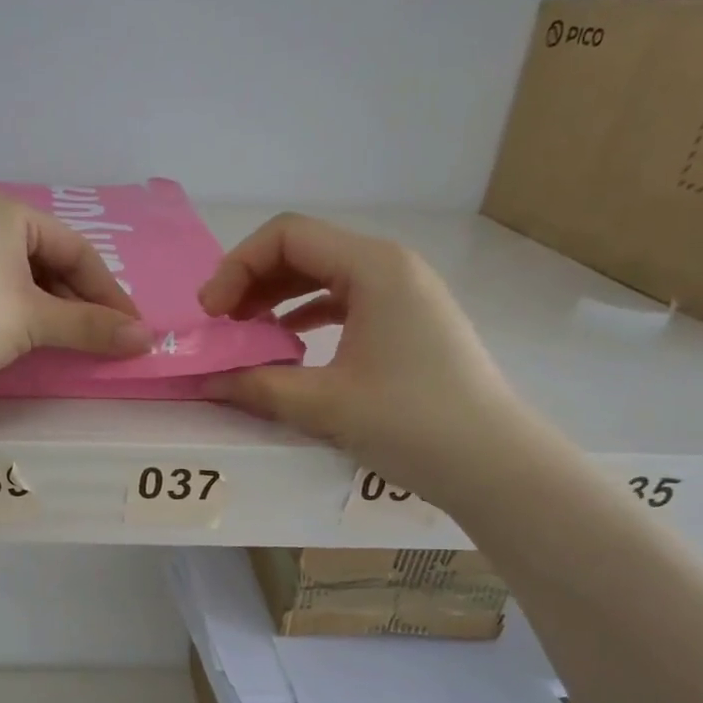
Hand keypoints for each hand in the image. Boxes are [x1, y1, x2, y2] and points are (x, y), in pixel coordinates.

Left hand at [0, 191, 153, 395]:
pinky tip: (28, 338)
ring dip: (51, 310)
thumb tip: (146, 341)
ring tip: (71, 341)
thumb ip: (91, 327)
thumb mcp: (33, 320)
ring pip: (20, 278)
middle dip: (80, 301)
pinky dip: (20, 314)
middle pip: (48, 260)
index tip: (132, 328)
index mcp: (5, 212)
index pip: (76, 248)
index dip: (109, 291)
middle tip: (104, 336)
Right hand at [198, 213, 533, 500]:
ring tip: (244, 334)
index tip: (211, 314)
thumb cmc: (413, 423)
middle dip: (251, 281)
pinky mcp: (406, 322)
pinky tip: (285, 346)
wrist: (496, 466)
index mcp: (373, 268)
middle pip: (302, 250)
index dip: (236, 267)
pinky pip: (342, 301)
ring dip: (275, 299)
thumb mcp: (324, 404)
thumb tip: (206, 380)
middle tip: (220, 325)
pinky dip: (304, 315)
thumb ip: (256, 385)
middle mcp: (389, 266)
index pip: (286, 236)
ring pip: (321, 276)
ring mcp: (402, 293)